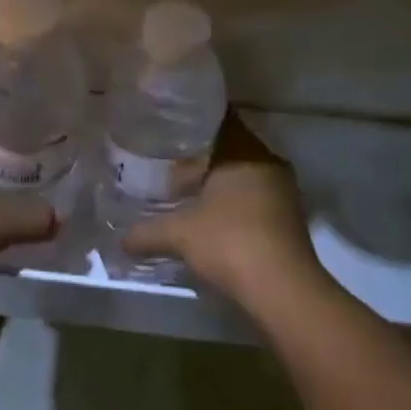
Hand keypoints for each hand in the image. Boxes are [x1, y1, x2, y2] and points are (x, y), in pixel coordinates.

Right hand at [122, 113, 329, 315]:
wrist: (283, 290)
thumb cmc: (230, 243)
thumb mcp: (179, 235)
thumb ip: (147, 232)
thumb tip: (120, 239)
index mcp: (244, 151)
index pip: (221, 119)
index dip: (195, 119)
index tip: (171, 123)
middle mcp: (268, 162)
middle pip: (232, 147)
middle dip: (203, 153)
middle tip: (170, 157)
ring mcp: (283, 190)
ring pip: (245, 173)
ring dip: (220, 180)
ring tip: (187, 187)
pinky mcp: (290, 217)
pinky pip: (256, 196)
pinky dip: (235, 201)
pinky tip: (211, 215)